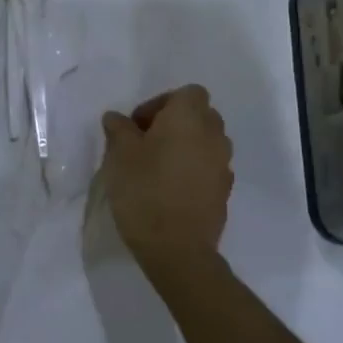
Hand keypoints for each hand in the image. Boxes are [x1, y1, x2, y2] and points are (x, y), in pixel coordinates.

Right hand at [99, 85, 233, 273]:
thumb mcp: (119, 154)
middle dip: (174, 123)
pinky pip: (209, 167)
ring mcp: (224, 165)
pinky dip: (193, 170)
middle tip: (145, 143)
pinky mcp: (224, 192)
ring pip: (206, 142)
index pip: (188, 93)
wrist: (177, 249)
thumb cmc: (145, 190)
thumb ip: (119, 129)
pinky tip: (170, 188)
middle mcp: (214, 135)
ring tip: (157, 167)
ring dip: (185, 146)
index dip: (162, 103)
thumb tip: (117, 118)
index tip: (139, 125)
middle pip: (199, 115)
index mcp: (190, 118)